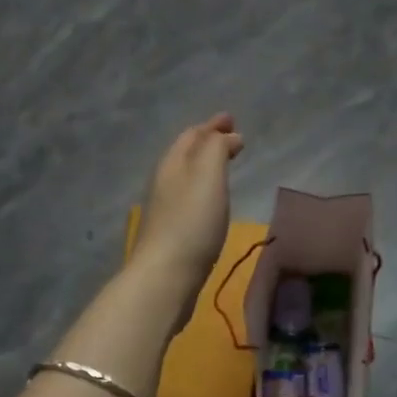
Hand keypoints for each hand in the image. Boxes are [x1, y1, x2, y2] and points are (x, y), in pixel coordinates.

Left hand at [129, 113, 244, 325]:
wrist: (166, 276)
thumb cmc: (191, 222)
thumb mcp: (207, 175)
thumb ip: (216, 149)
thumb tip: (227, 135)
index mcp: (172, 164)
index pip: (191, 135)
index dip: (212, 125)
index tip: (231, 119)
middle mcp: (164, 182)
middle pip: (185, 154)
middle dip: (208, 142)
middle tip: (232, 138)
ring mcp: (165, 209)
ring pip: (186, 176)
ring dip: (205, 166)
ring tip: (224, 165)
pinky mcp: (170, 233)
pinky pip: (188, 198)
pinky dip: (203, 189)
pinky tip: (211, 201)